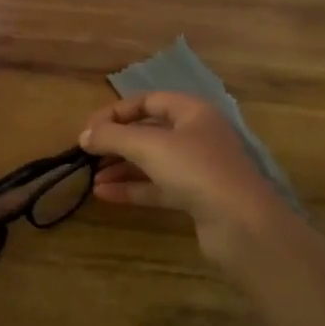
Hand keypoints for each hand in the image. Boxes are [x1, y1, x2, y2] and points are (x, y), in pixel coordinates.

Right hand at [79, 93, 297, 265]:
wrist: (241, 224)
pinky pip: (158, 187)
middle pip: (150, 132)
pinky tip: (104, 194)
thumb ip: (112, 137)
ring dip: (121, 168)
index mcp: (193, 113)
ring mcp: (198, 169)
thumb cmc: (196, 170)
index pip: (149, 101)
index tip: (89, 128)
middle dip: (117, 142)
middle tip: (87, 154)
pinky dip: (132, 189)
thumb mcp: (149, 146)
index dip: (117, 111)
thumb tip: (84, 135)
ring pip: (152, 162)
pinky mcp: (196, 198)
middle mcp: (197, 136)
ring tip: (91, 178)